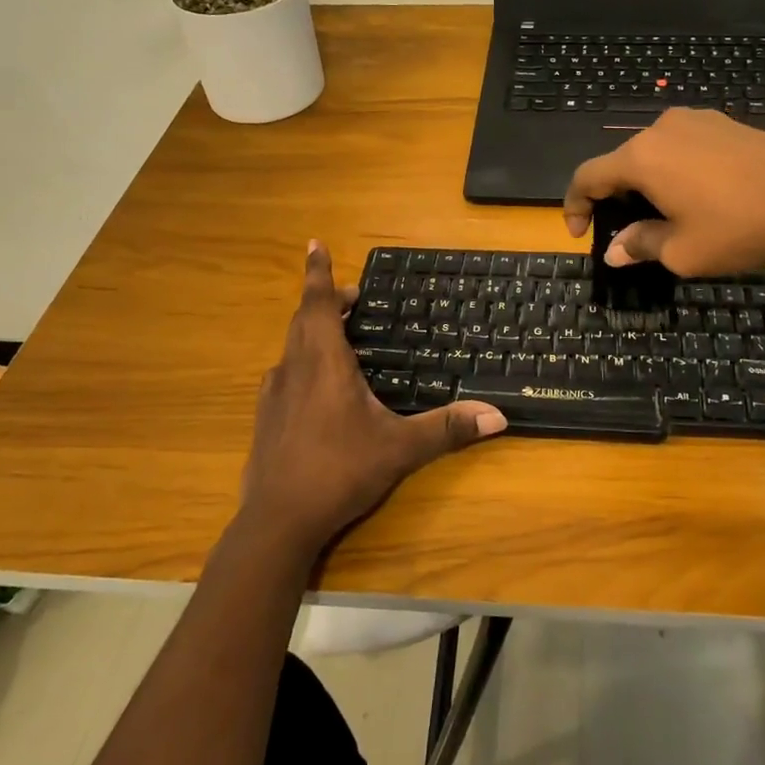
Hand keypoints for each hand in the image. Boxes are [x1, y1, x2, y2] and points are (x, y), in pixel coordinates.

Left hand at [238, 242, 506, 557]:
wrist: (277, 522)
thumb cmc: (339, 471)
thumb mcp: (400, 448)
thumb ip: (448, 429)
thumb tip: (498, 416)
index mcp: (324, 362)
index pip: (319, 303)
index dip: (318, 272)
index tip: (314, 243)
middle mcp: (294, 368)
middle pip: (305, 319)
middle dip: (326, 301)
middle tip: (353, 299)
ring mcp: (274, 393)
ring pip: (292, 345)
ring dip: (313, 330)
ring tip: (339, 335)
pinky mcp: (265, 417)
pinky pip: (285, 372)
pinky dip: (303, 361)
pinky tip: (317, 386)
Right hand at [563, 108, 764, 273]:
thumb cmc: (739, 226)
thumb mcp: (683, 251)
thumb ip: (640, 245)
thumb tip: (614, 250)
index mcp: (641, 157)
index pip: (587, 176)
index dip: (575, 205)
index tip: (581, 233)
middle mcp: (660, 129)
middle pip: (620, 163)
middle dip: (614, 198)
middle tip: (627, 232)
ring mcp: (694, 120)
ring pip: (652, 153)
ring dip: (646, 184)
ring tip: (664, 215)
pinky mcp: (722, 122)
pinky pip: (681, 146)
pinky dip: (673, 170)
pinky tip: (696, 194)